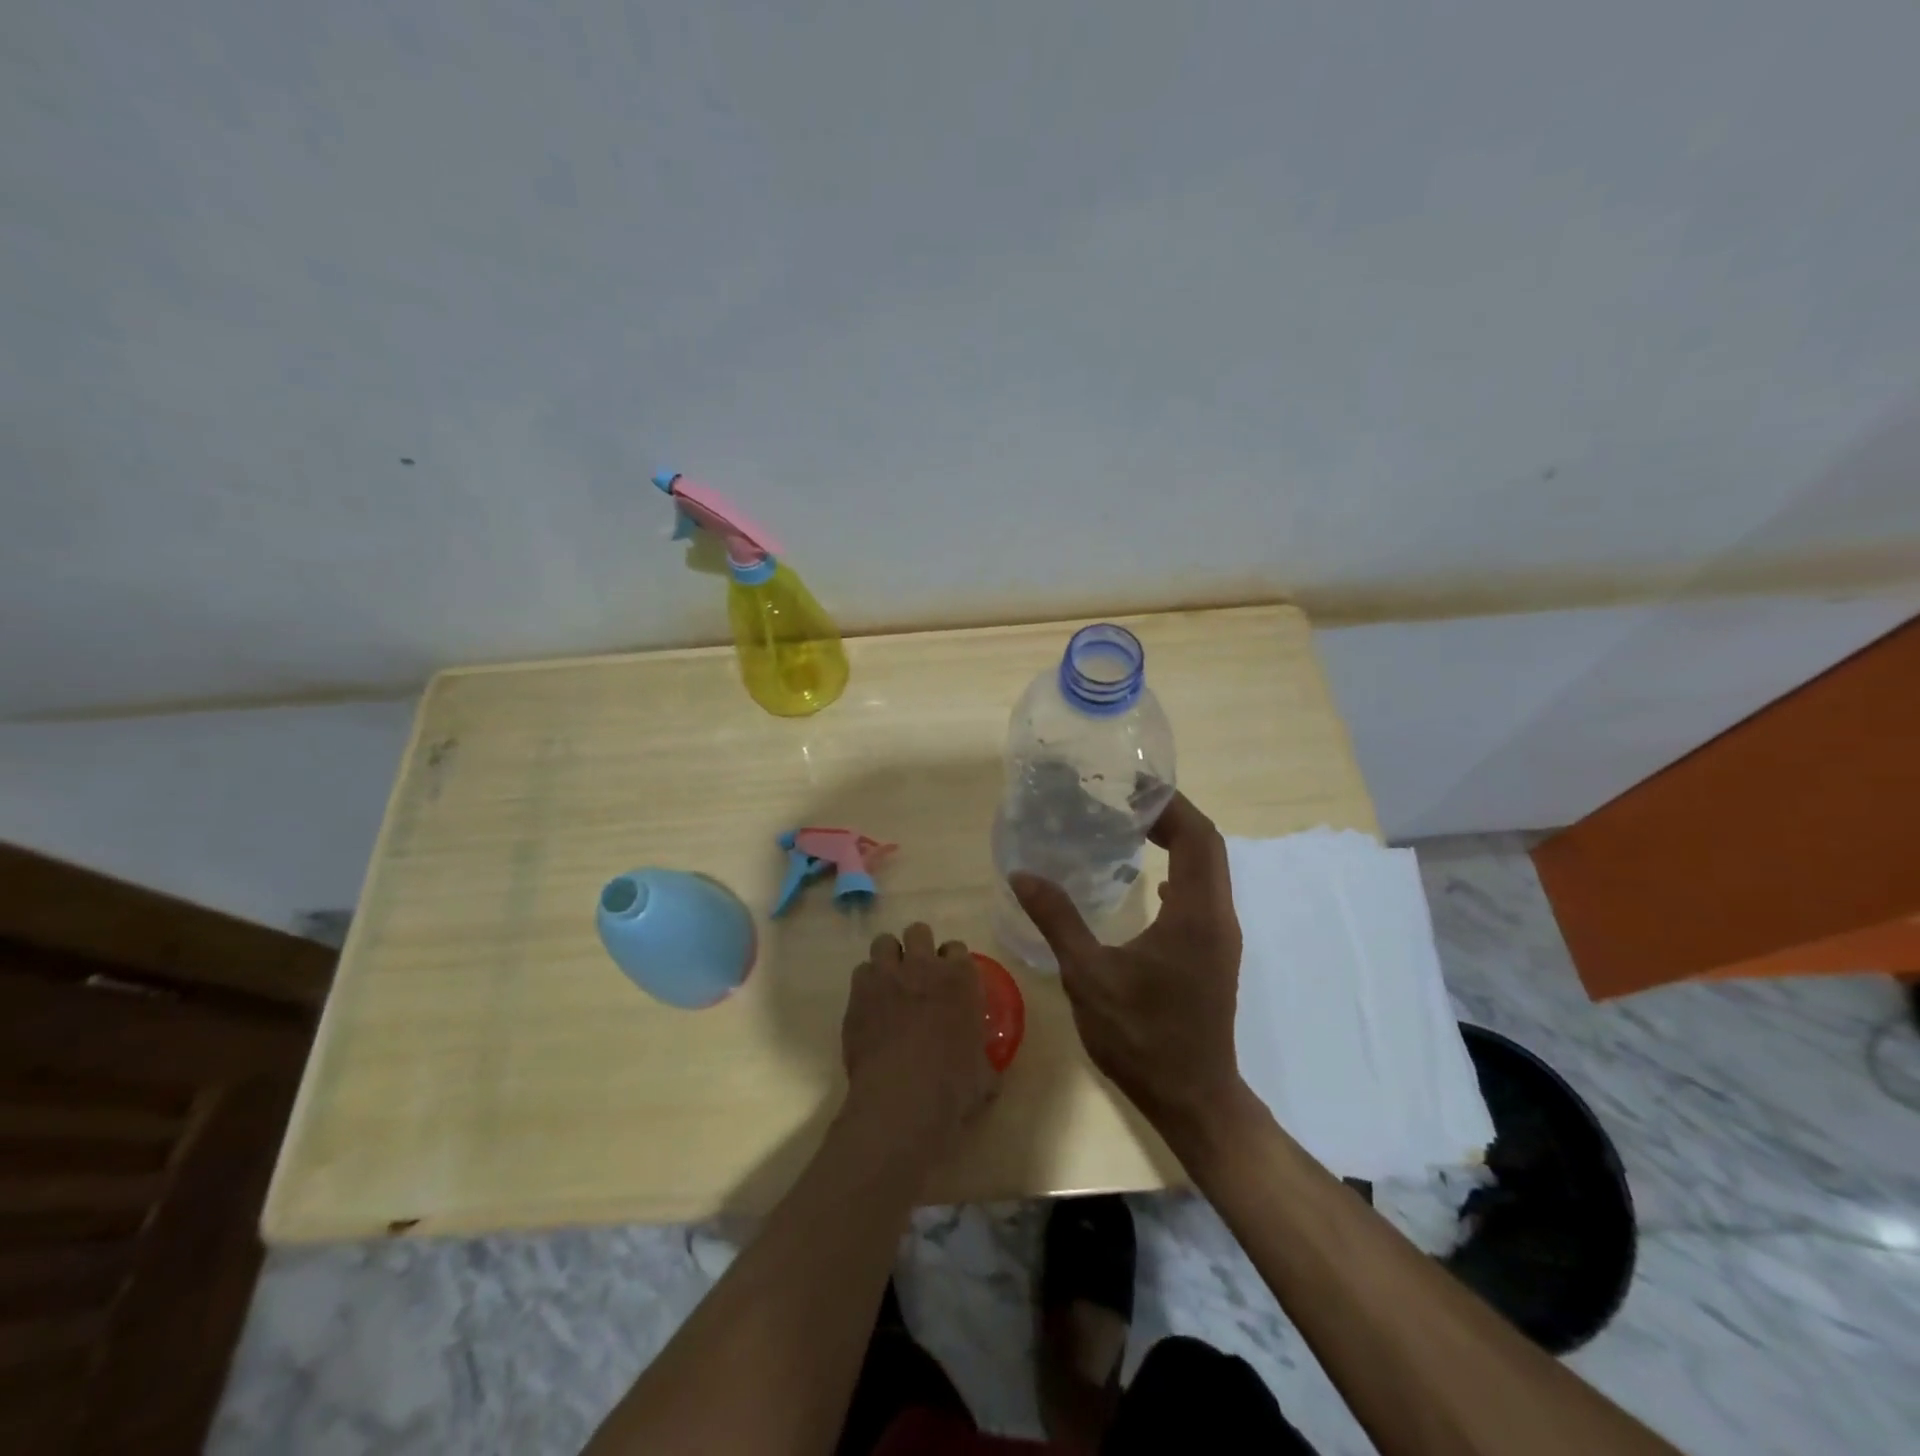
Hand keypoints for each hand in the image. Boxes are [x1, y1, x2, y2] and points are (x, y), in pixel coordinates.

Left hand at [840, 923, 998, 1160]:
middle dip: (918, 947)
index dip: (951, 963)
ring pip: (884, 942)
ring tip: (889, 981)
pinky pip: (861, 971)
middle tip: (917, 974)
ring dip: (888, 957)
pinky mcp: (859, 991)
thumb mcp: (984, 1074)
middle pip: (919, 931)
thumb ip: (985, 1059)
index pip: (957, 948)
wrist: (903, 1097)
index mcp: (960, 978)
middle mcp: (924, 966)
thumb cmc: (953, 1086)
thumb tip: (988, 1068)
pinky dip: (866, 983)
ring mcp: (888, 974)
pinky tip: (869, 1004)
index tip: (949, 981)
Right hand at [1010, 793, 1245, 1133]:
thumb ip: (1058, 920)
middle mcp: (1218, 916)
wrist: (1193, 1098)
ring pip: (1208, 870)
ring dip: (1178, 842)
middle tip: (1124, 800)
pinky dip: (1179, 871)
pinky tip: (1147, 881)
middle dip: (1171, 816)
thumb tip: (1024, 874)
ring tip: (1132, 828)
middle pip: (1207, 846)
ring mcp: (1220, 937)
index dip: (1169, 804)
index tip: (1130, 786)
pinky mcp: (1214, 953)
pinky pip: (1202, 894)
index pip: (1197, 836)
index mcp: (1195, 913)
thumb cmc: (1142, 1036)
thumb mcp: (1089, 976)